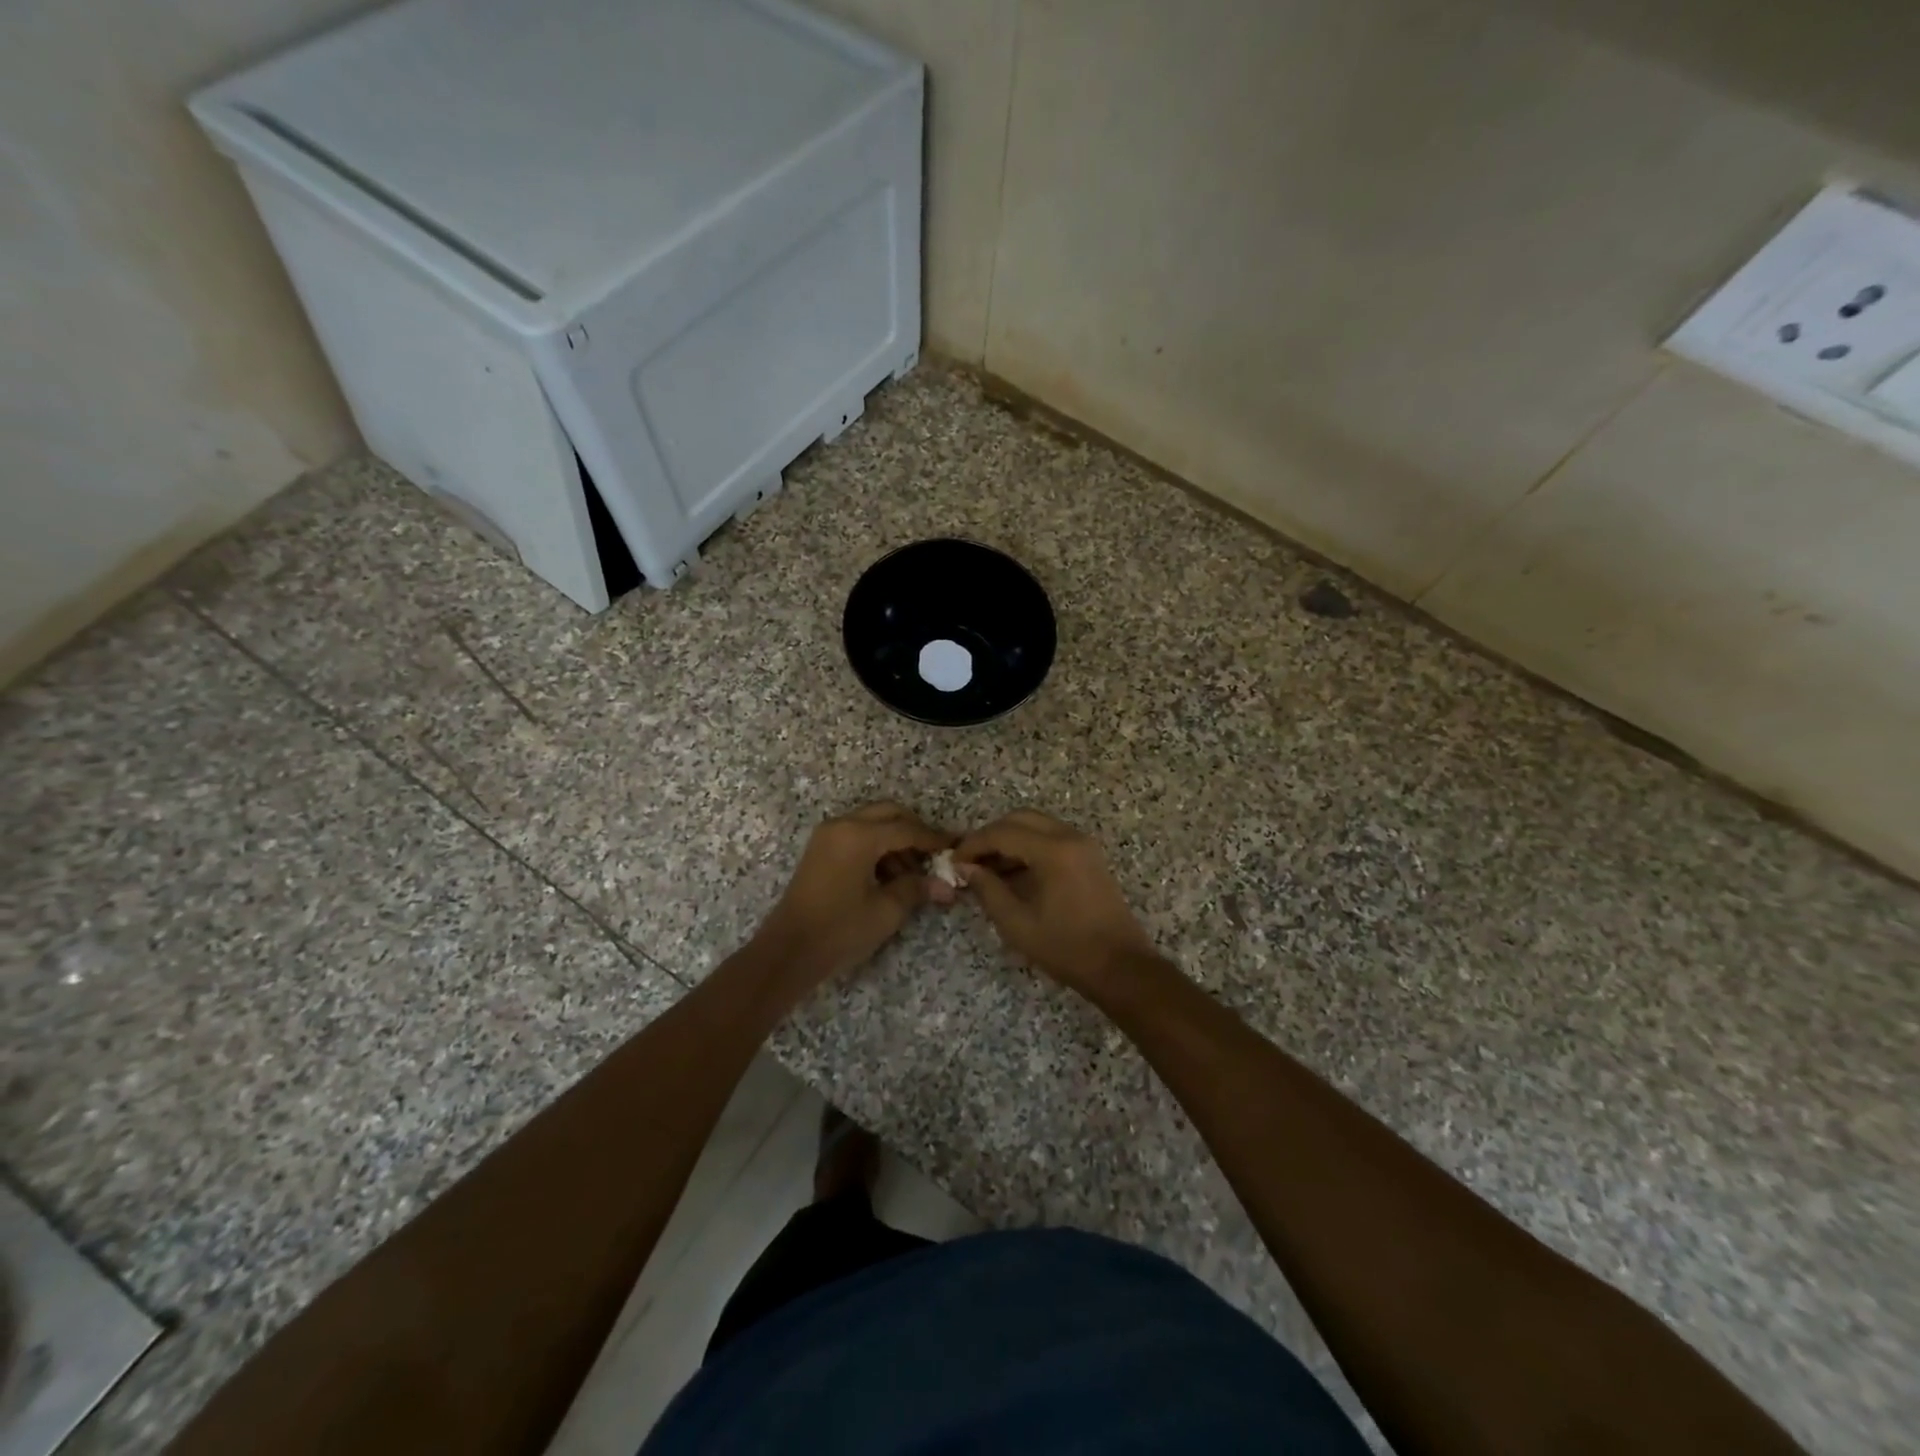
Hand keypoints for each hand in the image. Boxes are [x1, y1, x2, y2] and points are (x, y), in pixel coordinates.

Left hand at [755, 803, 954, 984]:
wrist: (788, 952)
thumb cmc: (840, 930)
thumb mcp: (885, 911)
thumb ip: (917, 889)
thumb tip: (947, 886)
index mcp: (859, 836)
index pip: (906, 829)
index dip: (933, 839)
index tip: (955, 847)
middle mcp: (842, 825)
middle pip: (888, 814)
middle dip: (914, 830)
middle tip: (933, 856)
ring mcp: (827, 835)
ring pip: (872, 823)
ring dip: (894, 840)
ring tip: (911, 874)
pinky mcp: (820, 849)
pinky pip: (856, 835)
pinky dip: (876, 846)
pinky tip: (887, 876)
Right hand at [954, 810, 1163, 990]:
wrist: (1121, 967)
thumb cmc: (1067, 948)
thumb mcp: (1017, 924)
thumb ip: (988, 890)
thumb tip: (966, 868)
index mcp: (1053, 851)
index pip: (1003, 832)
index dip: (974, 844)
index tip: (954, 861)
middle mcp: (1070, 837)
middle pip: (1020, 819)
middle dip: (991, 835)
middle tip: (970, 860)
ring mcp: (1084, 845)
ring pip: (1037, 825)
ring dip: (1010, 839)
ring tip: (987, 869)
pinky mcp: (1089, 856)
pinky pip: (1052, 837)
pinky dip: (1029, 846)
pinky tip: (1013, 873)